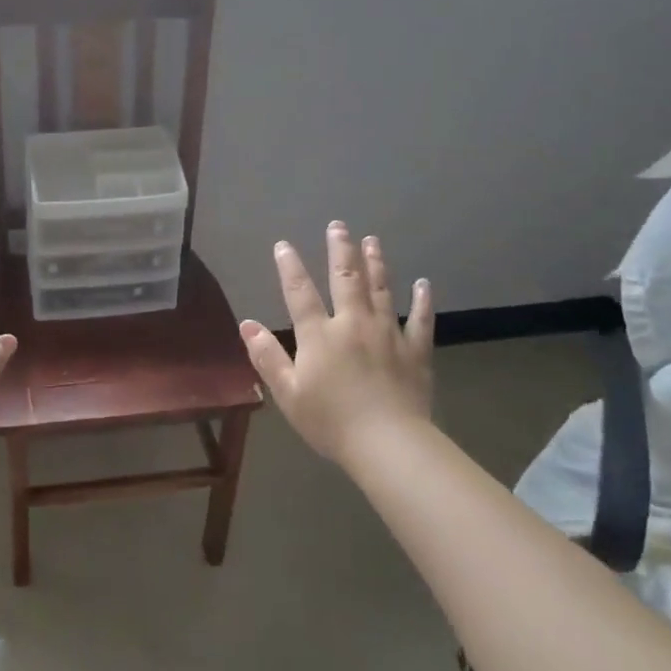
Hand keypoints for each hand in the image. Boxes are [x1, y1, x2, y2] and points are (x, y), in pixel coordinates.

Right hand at [239, 222, 434, 464]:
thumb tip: (246, 324)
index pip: (300, 292)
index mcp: (319, 335)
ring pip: (382, 290)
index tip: (284, 244)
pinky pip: (421, 321)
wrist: (388, 445)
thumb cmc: (331, 421)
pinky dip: (423, 301)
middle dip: (341, 250)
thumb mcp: (288, 393)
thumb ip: (267, 356)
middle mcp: (353, 324)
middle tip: (339, 226)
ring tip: (373, 241)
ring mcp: (388, 335)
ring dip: (376, 263)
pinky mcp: (415, 352)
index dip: (290, 267)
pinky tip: (425, 284)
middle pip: (346, 279)